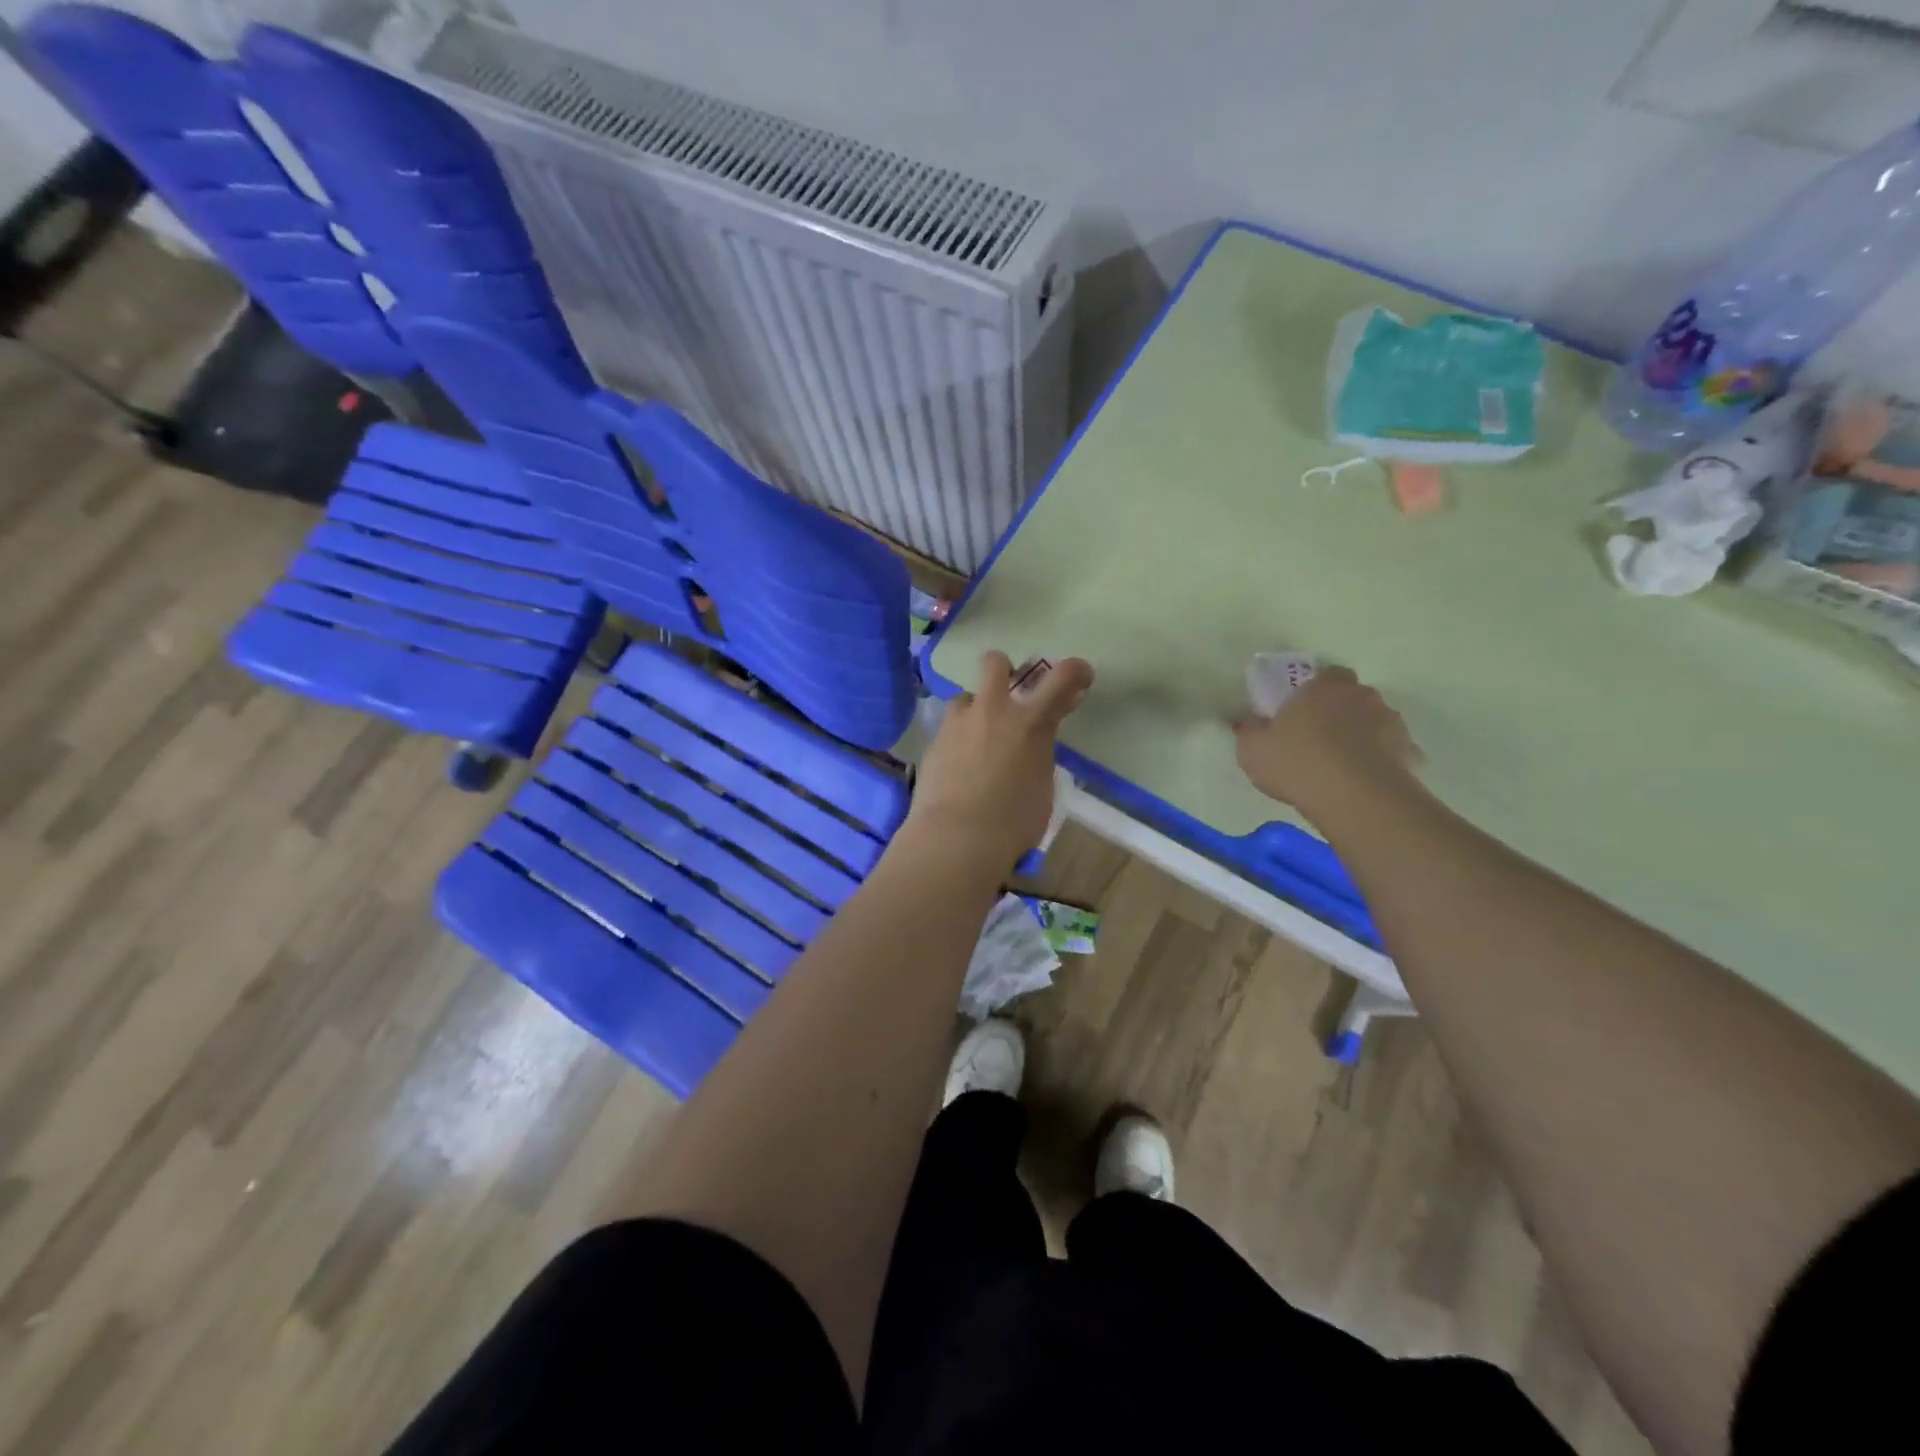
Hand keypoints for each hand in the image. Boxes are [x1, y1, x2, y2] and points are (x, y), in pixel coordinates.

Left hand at [904, 652, 1093, 871]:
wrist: (955, 837)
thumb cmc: (1012, 823)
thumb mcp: (1042, 787)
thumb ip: (1039, 754)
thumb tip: (1034, 743)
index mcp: (1031, 722)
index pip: (1063, 677)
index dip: (1076, 670)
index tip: (1080, 677)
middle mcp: (993, 711)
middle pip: (995, 662)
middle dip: (1004, 670)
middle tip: (1010, 695)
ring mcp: (958, 722)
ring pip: (966, 696)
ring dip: (976, 710)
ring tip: (978, 739)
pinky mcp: (933, 740)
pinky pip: (950, 727)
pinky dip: (959, 737)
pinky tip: (960, 765)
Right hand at [1233, 665, 1422, 822]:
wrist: (1356, 797)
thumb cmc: (1298, 763)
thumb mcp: (1253, 750)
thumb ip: (1248, 730)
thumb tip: (1245, 720)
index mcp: (1324, 686)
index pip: (1325, 674)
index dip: (1313, 691)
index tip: (1299, 711)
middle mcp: (1362, 695)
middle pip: (1351, 697)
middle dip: (1338, 712)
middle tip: (1317, 737)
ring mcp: (1391, 722)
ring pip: (1373, 722)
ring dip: (1361, 735)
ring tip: (1341, 765)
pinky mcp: (1409, 752)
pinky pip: (1390, 751)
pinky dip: (1380, 760)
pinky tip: (1363, 781)